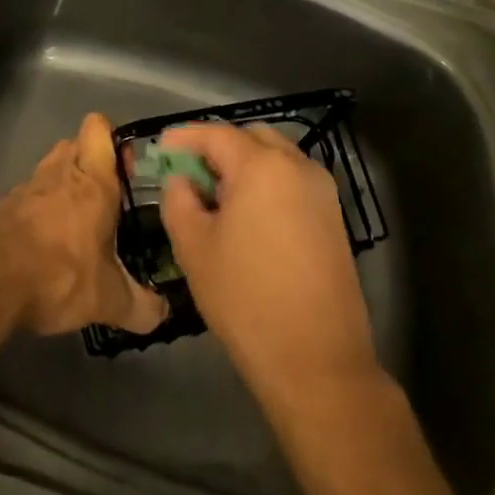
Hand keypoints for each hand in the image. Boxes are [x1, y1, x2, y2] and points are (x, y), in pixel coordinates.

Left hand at [0, 113, 168, 335]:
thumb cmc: (58, 276)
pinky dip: (39, 209)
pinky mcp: (3, 205)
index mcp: (92, 181)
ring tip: (77, 223)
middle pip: (76, 144)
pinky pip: (29, 195)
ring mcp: (27, 186)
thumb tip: (163, 313)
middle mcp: (60, 172)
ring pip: (51, 168)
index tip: (126, 169)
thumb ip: (140, 306)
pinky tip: (44, 243)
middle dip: (91, 163)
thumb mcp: (107, 300)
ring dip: (64, 185)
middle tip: (106, 199)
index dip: (113, 138)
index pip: (99, 127)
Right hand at [159, 123, 377, 402]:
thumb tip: (181, 180)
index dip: (184, 137)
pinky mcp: (334, 217)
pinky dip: (267, 184)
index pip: (215, 134)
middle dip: (217, 147)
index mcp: (261, 165)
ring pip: (276, 158)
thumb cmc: (246, 299)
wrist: (317, 361)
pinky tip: (248, 217)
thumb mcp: (194, 247)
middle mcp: (297, 166)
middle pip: (250, 137)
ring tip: (217, 197)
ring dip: (245, 164)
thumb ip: (178, 200)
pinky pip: (293, 182)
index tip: (161, 148)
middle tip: (190, 173)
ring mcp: (322, 191)